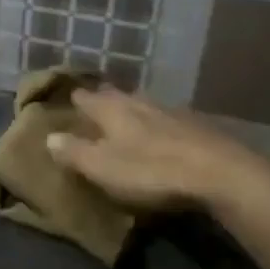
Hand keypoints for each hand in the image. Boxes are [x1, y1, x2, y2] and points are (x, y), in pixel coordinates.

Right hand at [46, 88, 256, 212]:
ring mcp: (171, 111)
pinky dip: (159, 125)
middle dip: (104, 100)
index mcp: (112, 109)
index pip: (85, 97)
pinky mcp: (198, 126)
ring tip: (126, 119)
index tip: (66, 101)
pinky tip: (163, 136)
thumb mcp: (103, 167)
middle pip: (116, 96)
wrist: (220, 173)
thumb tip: (49, 137)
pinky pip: (168, 119)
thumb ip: (74, 152)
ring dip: (133, 110)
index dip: (74, 99)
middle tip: (94, 107)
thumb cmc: (151, 170)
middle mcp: (139, 102)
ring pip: (144, 104)